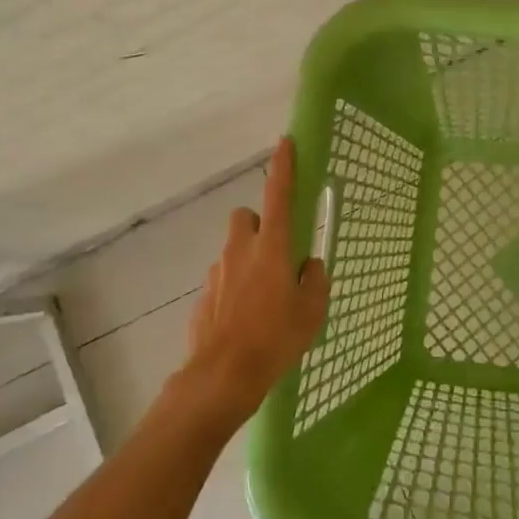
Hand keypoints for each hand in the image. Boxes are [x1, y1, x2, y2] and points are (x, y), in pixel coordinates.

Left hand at [174, 136, 329, 430]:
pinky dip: (235, 288)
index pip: (279, 195)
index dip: (283, 167)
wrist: (223, 376)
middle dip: (258, 225)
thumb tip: (308, 267)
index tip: (284, 142)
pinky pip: (223, 280)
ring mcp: (217, 273)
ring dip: (248, 260)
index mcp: (271, 247)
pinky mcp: (203, 296)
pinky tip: (245, 319)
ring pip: (233, 250)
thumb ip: (315, 280)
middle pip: (245, 217)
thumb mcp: (312, 310)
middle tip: (276, 253)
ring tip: (264, 297)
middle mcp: (240, 251)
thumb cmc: (275, 338)